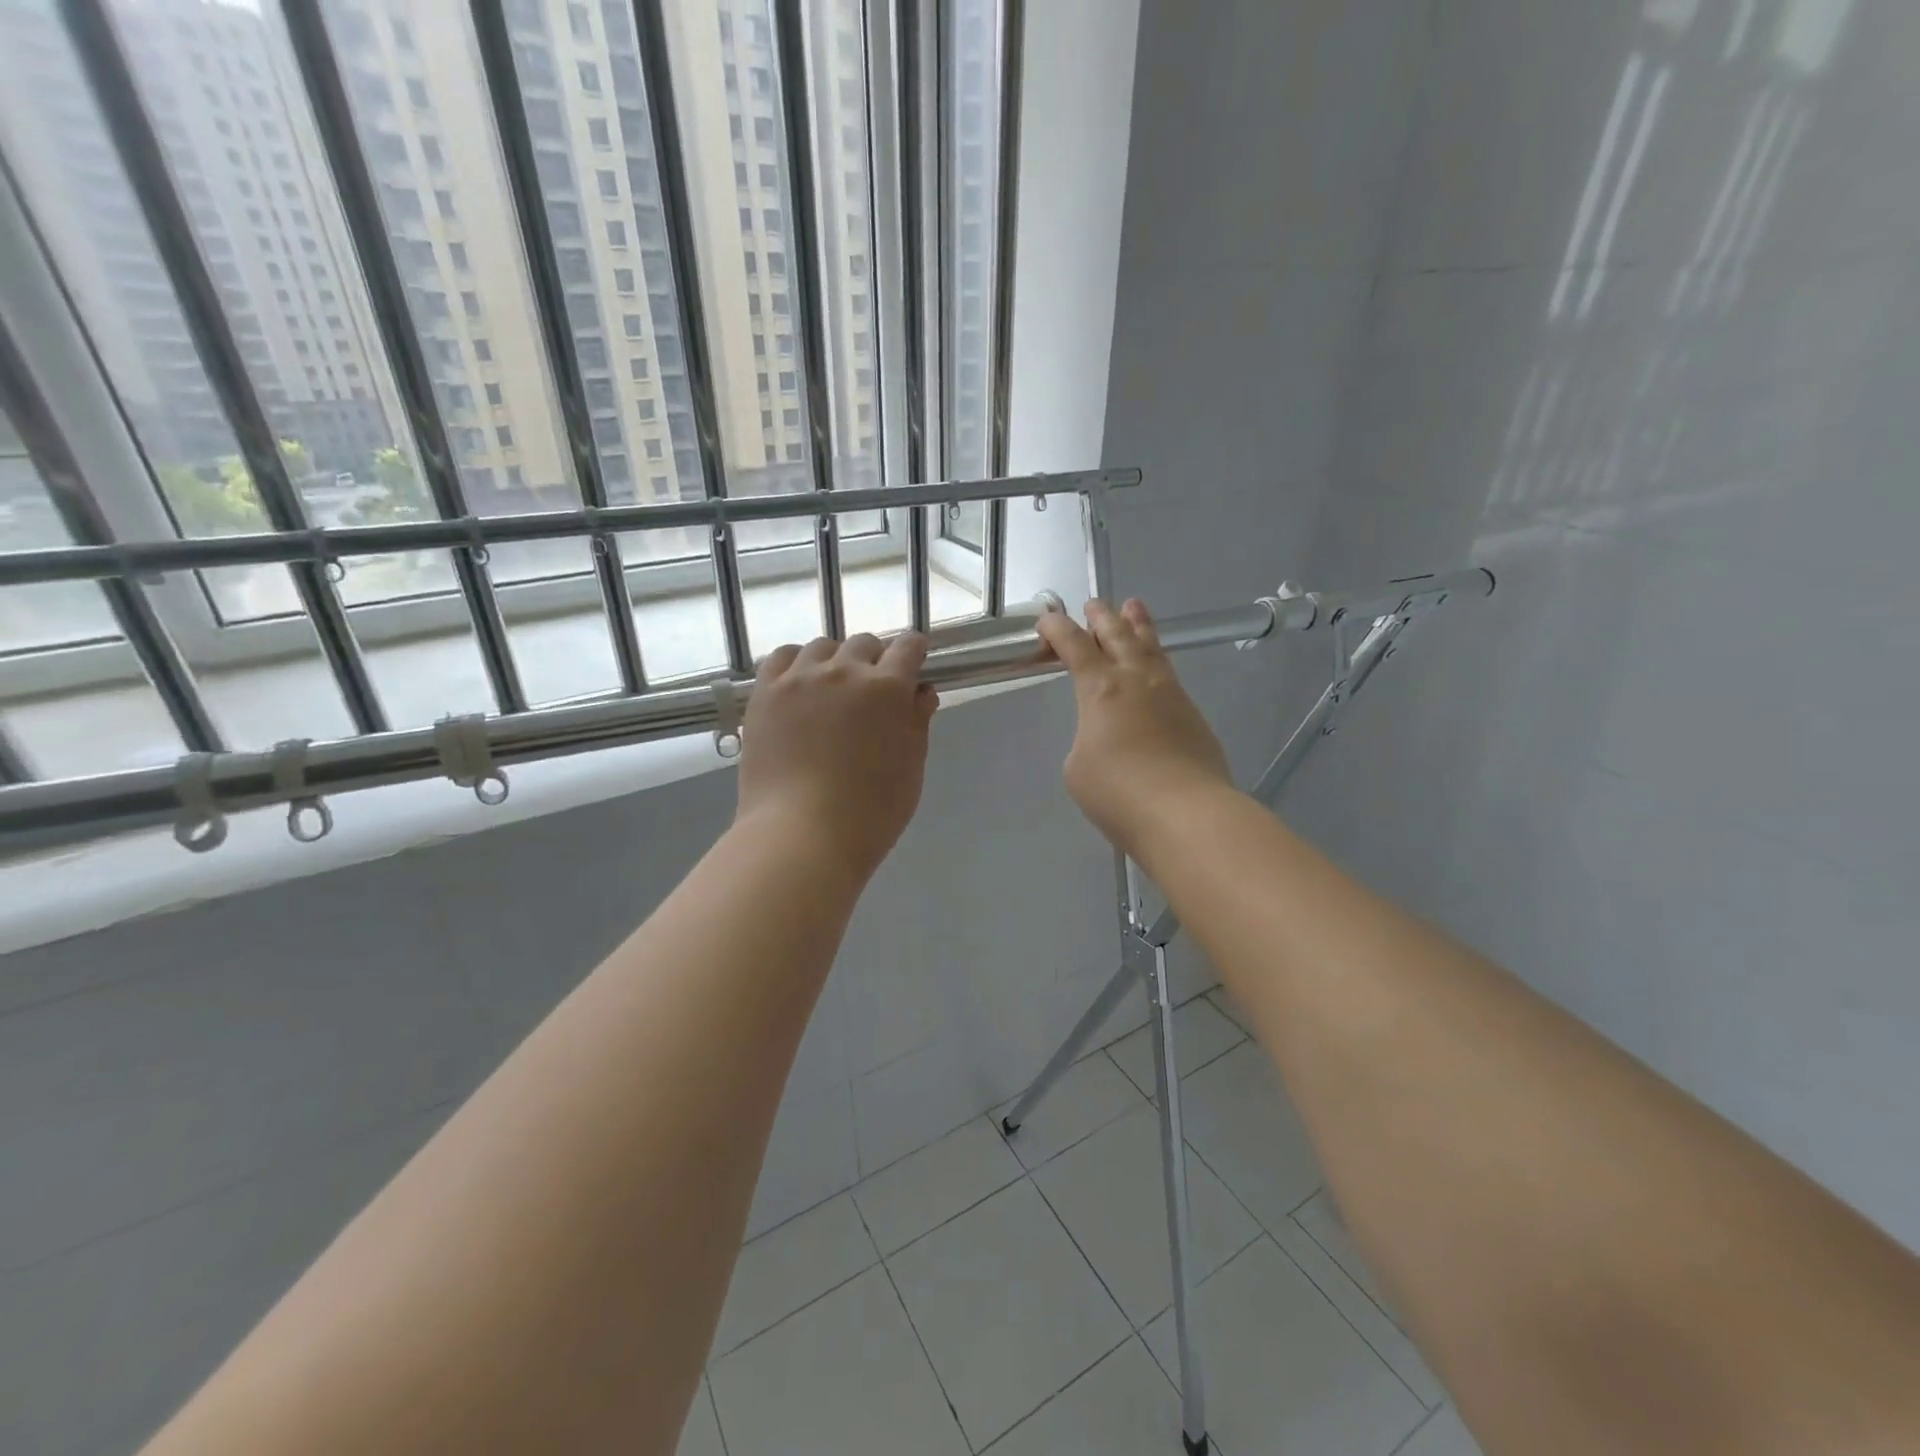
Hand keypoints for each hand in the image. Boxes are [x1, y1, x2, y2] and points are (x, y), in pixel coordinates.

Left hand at [735, 633, 939, 878]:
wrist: (801, 835)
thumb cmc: (870, 812)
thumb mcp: (910, 769)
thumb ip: (918, 723)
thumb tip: (921, 692)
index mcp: (888, 688)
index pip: (908, 647)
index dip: (915, 652)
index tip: (914, 665)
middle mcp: (844, 671)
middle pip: (864, 644)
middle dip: (875, 661)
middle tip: (872, 693)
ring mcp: (800, 679)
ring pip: (822, 647)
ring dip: (835, 661)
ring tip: (832, 690)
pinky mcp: (765, 693)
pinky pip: (782, 658)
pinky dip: (796, 664)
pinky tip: (799, 686)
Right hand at [1036, 599, 1234, 859]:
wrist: (1185, 813)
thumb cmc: (1118, 791)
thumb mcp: (1079, 767)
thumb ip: (1087, 740)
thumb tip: (1107, 737)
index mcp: (1101, 689)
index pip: (1074, 647)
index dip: (1058, 629)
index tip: (1047, 617)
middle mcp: (1137, 681)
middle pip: (1119, 637)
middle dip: (1103, 618)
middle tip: (1095, 603)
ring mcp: (1171, 696)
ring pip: (1152, 649)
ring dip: (1139, 627)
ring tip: (1135, 608)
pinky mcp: (1193, 717)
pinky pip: (1170, 676)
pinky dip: (1156, 662)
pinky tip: (1156, 670)